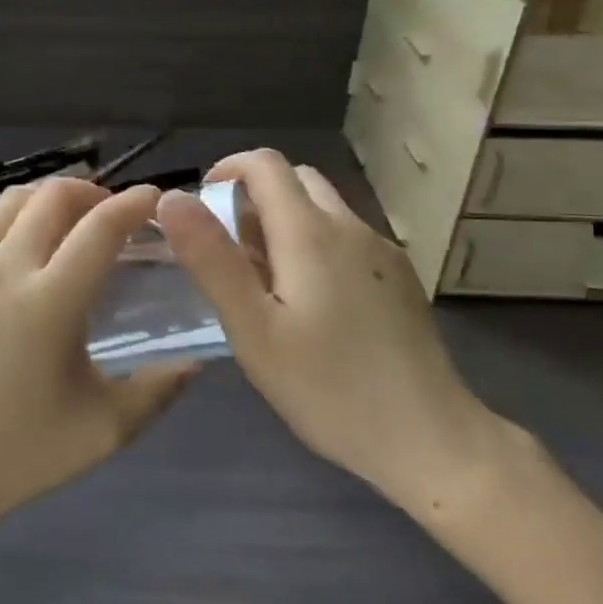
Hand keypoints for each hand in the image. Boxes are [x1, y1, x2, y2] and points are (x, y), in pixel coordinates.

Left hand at [0, 178, 192, 539]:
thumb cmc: (24, 451)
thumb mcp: (106, 429)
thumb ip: (159, 388)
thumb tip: (198, 359)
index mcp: (50, 302)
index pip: (102, 227)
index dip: (135, 203)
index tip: (156, 199)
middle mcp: (5, 268)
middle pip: (55, 196)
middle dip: (93, 193)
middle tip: (112, 216)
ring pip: (12, 198)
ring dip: (48, 198)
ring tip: (67, 220)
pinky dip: (1, 209)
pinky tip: (15, 231)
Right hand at [157, 150, 508, 516]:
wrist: (431, 439)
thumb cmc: (329, 388)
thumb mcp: (253, 329)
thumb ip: (211, 259)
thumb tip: (172, 199)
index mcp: (310, 232)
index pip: (265, 164)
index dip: (227, 170)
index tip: (202, 207)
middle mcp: (350, 227)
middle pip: (296, 180)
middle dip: (255, 197)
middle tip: (230, 251)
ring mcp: (382, 251)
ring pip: (324, 209)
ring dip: (285, 222)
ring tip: (266, 283)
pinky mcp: (400, 278)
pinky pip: (346, 238)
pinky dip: (315, 244)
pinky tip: (312, 305)